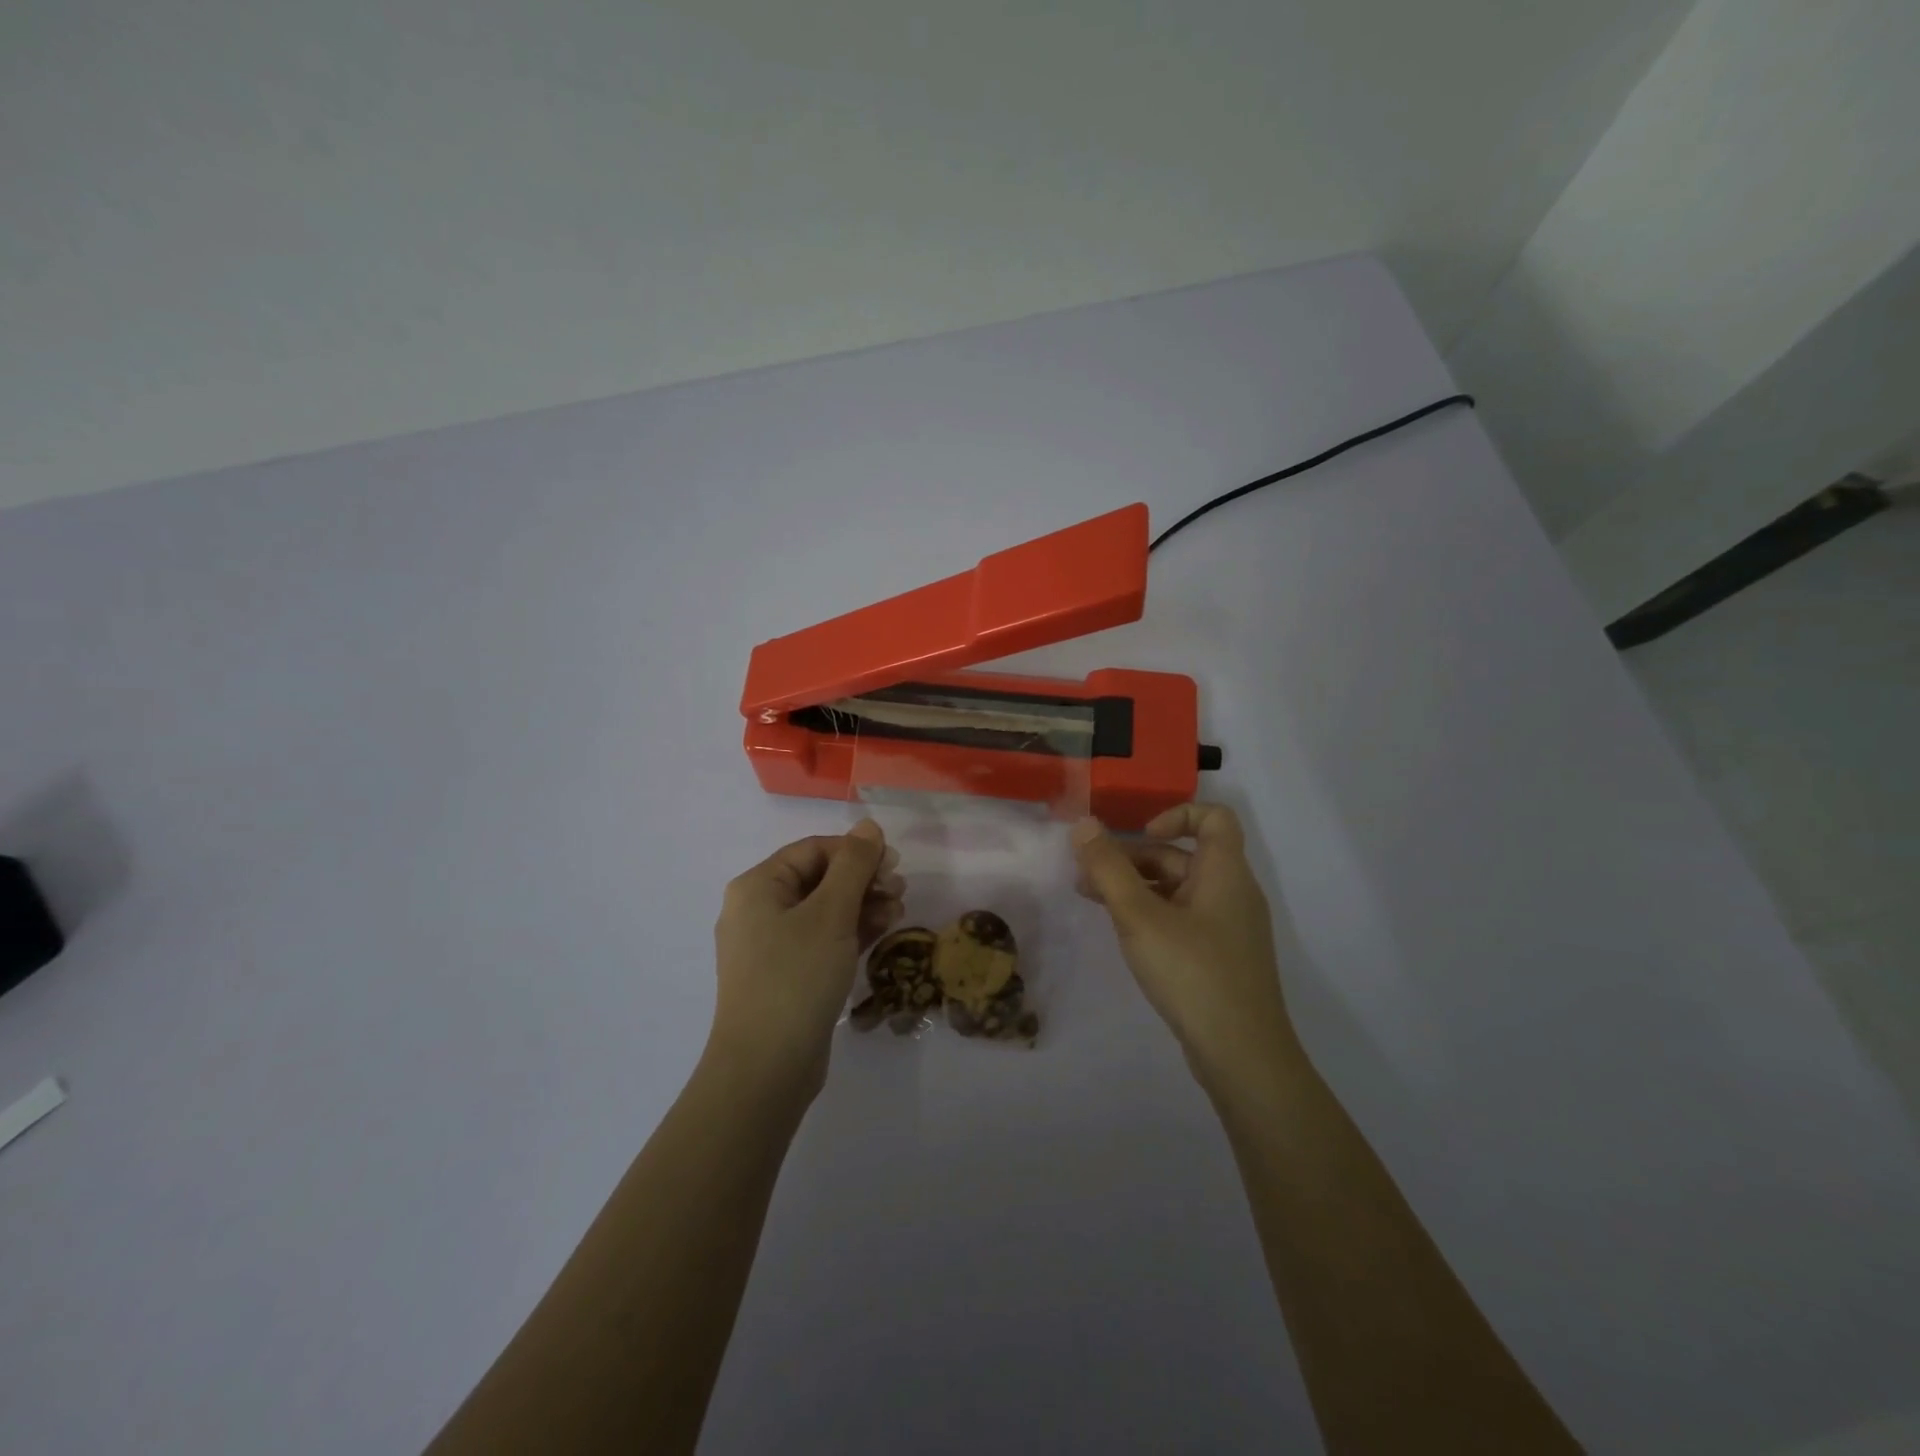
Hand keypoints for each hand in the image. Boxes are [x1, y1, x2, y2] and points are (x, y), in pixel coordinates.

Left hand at [709, 820, 903, 1098]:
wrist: (765, 1069)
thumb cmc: (796, 978)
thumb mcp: (831, 914)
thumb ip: (853, 865)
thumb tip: (868, 825)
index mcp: (757, 887)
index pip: (813, 849)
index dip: (855, 851)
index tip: (894, 864)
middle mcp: (758, 910)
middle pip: (819, 878)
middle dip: (862, 879)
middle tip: (900, 890)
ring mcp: (770, 946)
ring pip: (823, 910)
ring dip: (862, 905)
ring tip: (898, 911)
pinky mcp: (786, 975)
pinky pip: (821, 939)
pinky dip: (850, 932)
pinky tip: (882, 931)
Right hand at [1072, 804, 1297, 1081]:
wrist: (1243, 1055)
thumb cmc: (1193, 973)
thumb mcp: (1140, 917)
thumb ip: (1109, 869)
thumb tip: (1084, 824)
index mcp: (1225, 872)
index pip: (1214, 817)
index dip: (1176, 814)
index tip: (1140, 835)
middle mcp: (1233, 893)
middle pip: (1184, 855)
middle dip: (1135, 858)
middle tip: (1088, 876)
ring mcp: (1229, 928)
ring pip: (1180, 889)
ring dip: (1137, 887)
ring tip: (1092, 901)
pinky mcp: (1221, 957)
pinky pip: (1184, 918)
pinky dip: (1152, 914)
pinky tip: (1124, 934)